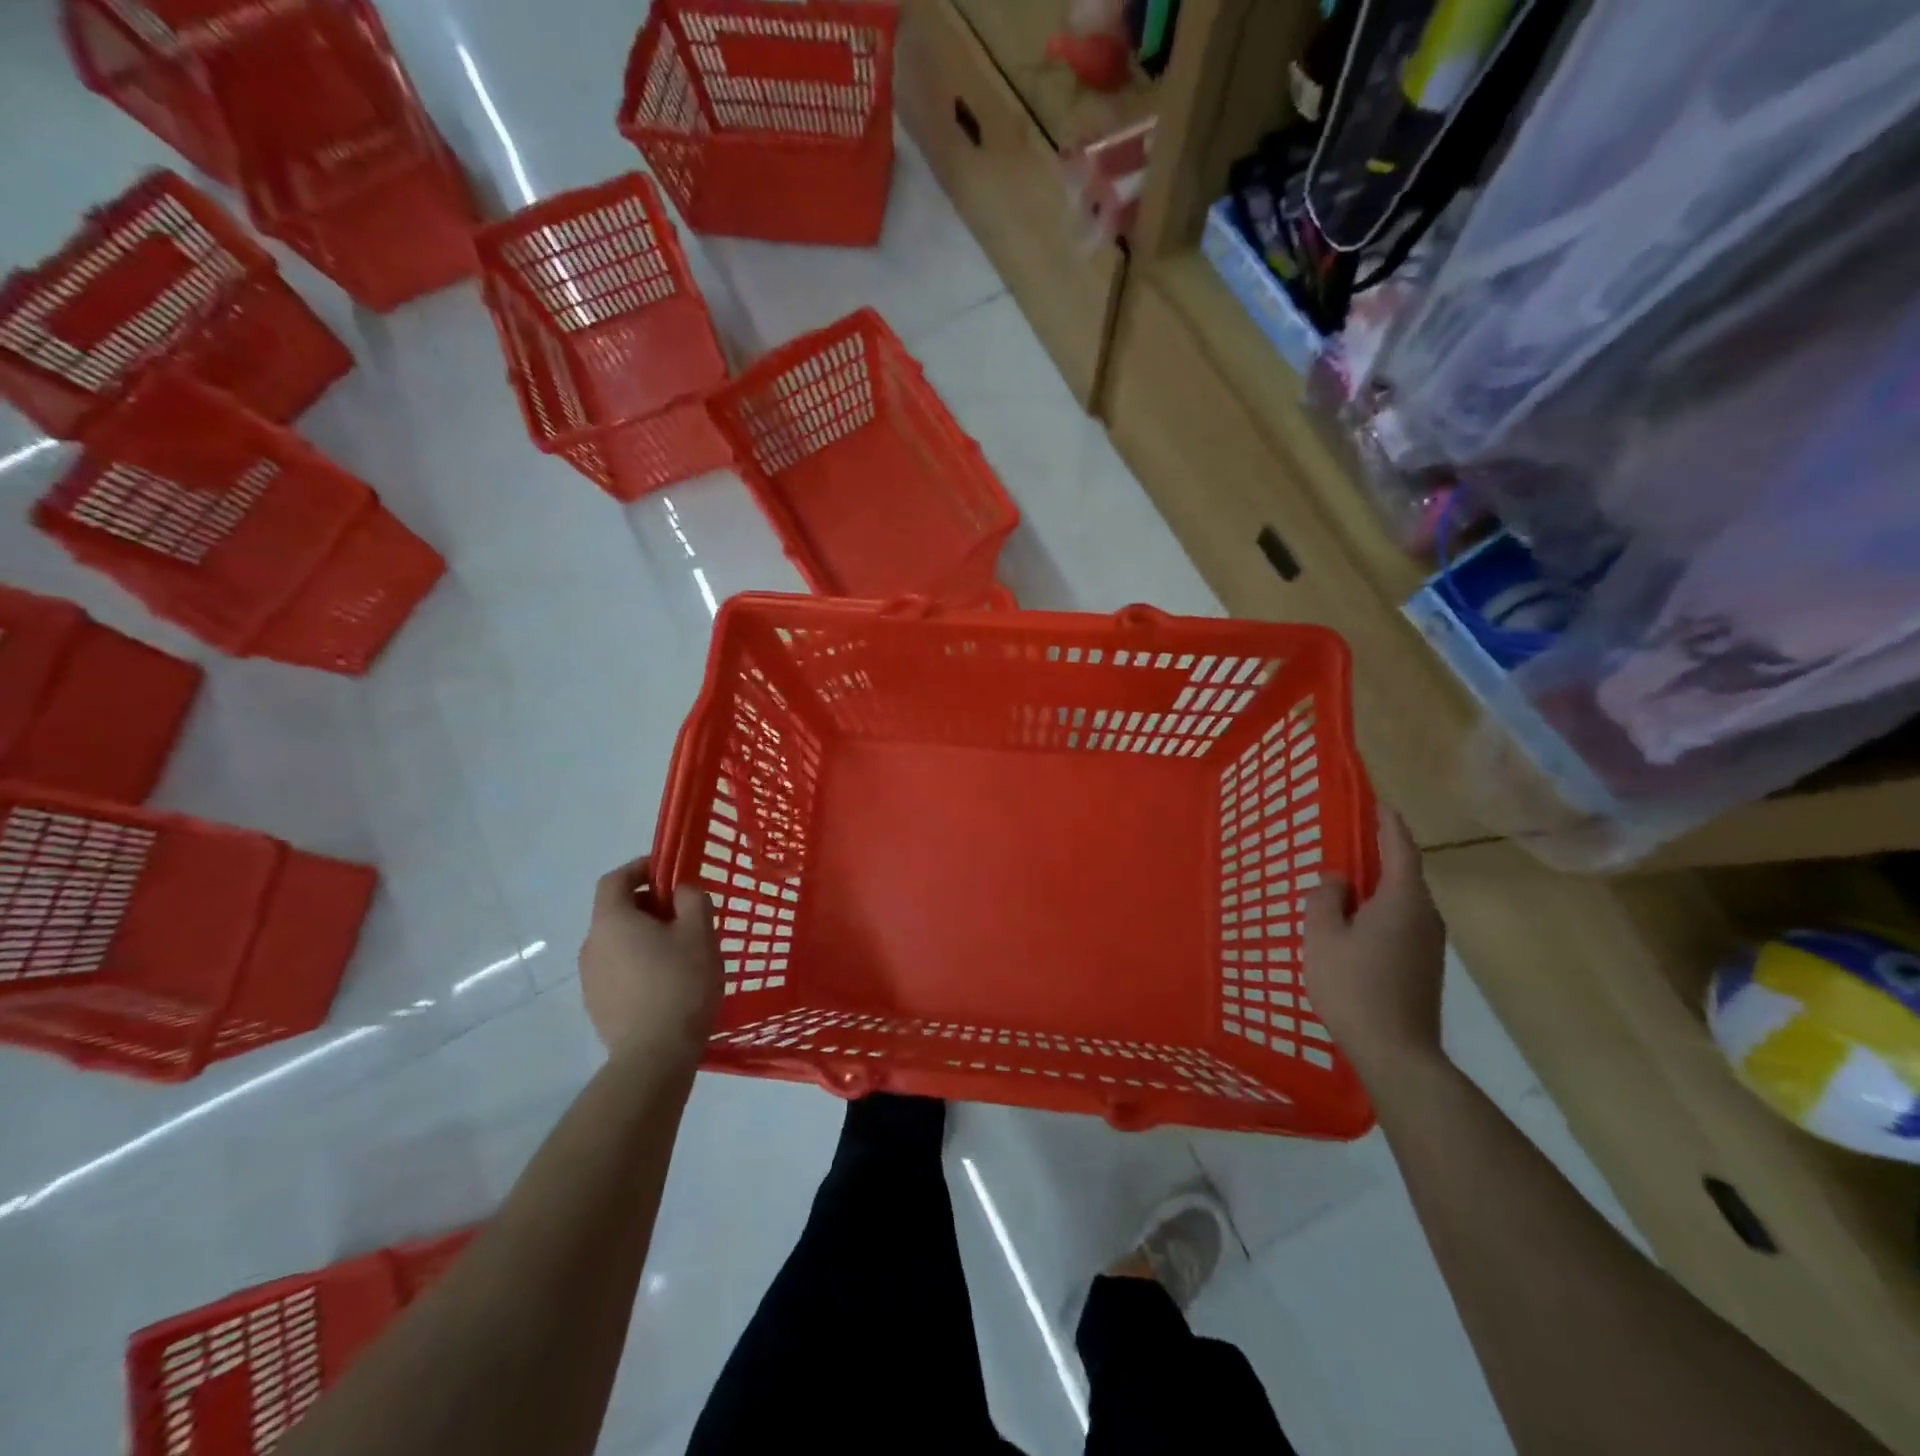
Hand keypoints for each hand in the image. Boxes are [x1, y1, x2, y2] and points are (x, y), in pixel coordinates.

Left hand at [579, 858, 722, 1071]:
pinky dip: (639, 964)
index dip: (640, 868)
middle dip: (649, 905)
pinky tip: (667, 984)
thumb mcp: (699, 932)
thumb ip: (691, 899)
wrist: (655, 1055)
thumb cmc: (680, 983)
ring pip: (618, 942)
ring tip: (680, 953)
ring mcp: (590, 979)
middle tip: (684, 916)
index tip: (668, 871)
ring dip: (645, 937)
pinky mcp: (597, 1005)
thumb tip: (680, 891)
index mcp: (612, 921)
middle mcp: (591, 945)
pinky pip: (618, 970)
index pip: (615, 879)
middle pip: (617, 911)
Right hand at [1302, 805, 1447, 1077]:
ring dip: (1376, 888)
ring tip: (1345, 885)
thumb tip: (1337, 880)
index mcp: (1403, 900)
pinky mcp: (1424, 966)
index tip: (1381, 804)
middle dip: (1379, 856)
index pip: (1400, 849)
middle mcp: (1425, 916)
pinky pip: (1400, 923)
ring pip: (1401, 902)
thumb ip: (1325, 898)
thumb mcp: (1323, 936)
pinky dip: (1379, 912)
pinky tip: (1355, 926)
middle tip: (1349, 842)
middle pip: (1403, 875)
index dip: (1389, 825)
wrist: (1397, 1052)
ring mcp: (1429, 944)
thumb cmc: (1354, 986)